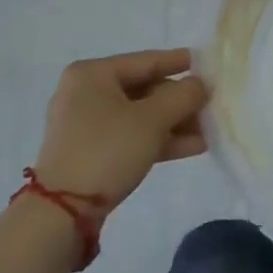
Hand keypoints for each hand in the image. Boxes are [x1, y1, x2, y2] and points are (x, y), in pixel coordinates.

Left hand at [33, 49, 208, 211]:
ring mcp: (86, 125)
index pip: (145, 60)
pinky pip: (131, 136)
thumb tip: (201, 84)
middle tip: (210, 105)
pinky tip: (192, 147)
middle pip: (144, 89)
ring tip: (208, 131)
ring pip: (140, 116)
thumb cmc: (107, 149)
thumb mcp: (153, 119)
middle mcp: (86, 93)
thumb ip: (183, 95)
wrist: (62, 212)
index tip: (206, 63)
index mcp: (93, 74)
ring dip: (174, 123)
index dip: (178, 62)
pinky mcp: (90, 152)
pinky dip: (158, 140)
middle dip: (179, 101)